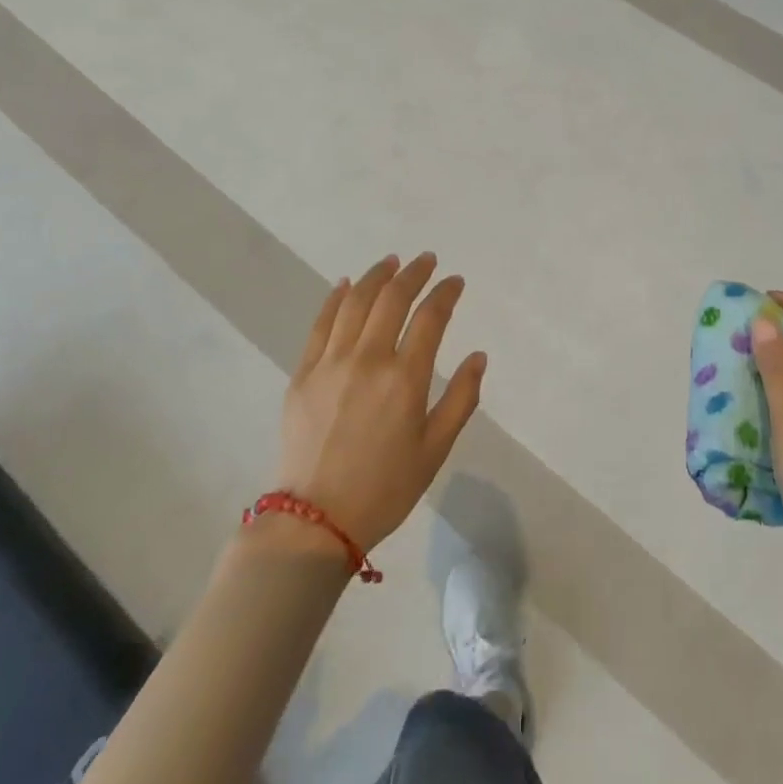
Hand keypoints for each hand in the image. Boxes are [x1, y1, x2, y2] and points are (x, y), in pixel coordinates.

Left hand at [273, 253, 485, 552]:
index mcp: (405, 379)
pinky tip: (346, 285)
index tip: (455, 281)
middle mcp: (368, 360)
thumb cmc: (385, 489)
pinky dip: (335, 298)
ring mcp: (331, 363)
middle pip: (392, 299)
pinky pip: (321, 324)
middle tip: (426, 261)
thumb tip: (479, 357)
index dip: (445, 293)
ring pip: (355, 302)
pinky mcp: (303, 374)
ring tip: (391, 263)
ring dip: (376, 276)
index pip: (430, 317)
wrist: (314, 522)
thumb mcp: (435, 450)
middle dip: (413, 274)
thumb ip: (461, 399)